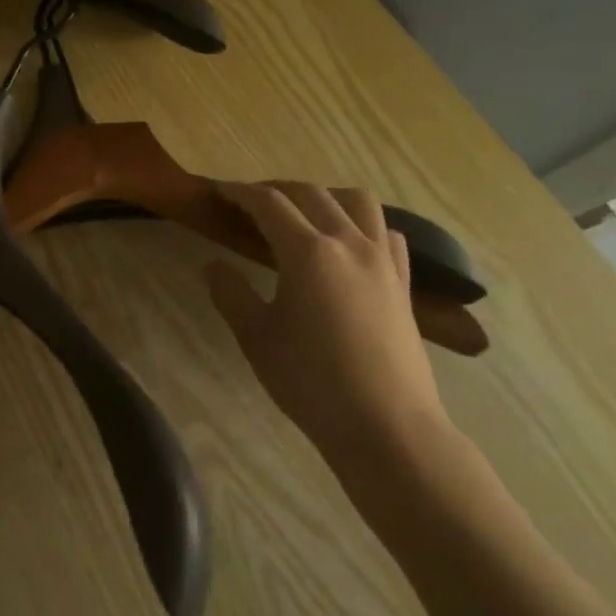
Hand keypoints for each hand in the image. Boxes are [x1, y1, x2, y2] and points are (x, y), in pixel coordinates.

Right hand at [204, 182, 449, 481]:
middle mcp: (348, 243)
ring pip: (358, 202)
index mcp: (308, 252)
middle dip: (276, 189)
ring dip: (325, 197)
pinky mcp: (403, 283)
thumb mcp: (256, 338)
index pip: (268, 203)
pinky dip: (363, 225)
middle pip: (311, 193)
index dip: (239, 192)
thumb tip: (213, 265)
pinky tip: (349, 245)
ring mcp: (382, 261)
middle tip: (249, 203)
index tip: (217, 191)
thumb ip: (231, 294)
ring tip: (303, 215)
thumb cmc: (312, 383)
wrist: (386, 427)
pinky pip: (386, 232)